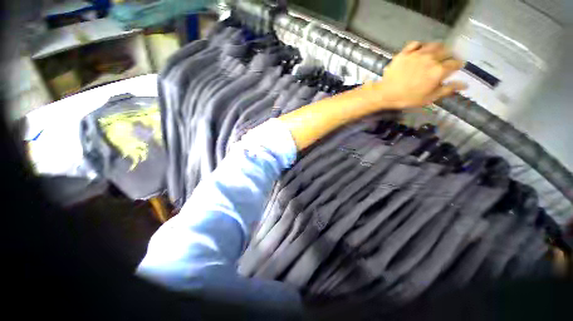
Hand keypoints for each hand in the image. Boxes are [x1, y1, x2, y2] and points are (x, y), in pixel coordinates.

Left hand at [363, 42, 466, 108]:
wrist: (385, 94)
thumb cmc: (407, 98)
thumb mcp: (429, 98)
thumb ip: (447, 89)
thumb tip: (465, 85)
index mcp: (439, 70)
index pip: (455, 63)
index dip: (457, 65)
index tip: (455, 68)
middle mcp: (431, 58)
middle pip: (447, 51)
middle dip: (449, 56)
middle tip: (444, 62)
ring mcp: (417, 54)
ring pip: (434, 45)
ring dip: (438, 48)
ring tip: (435, 55)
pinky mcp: (405, 53)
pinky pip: (416, 43)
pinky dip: (421, 46)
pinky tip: (420, 51)